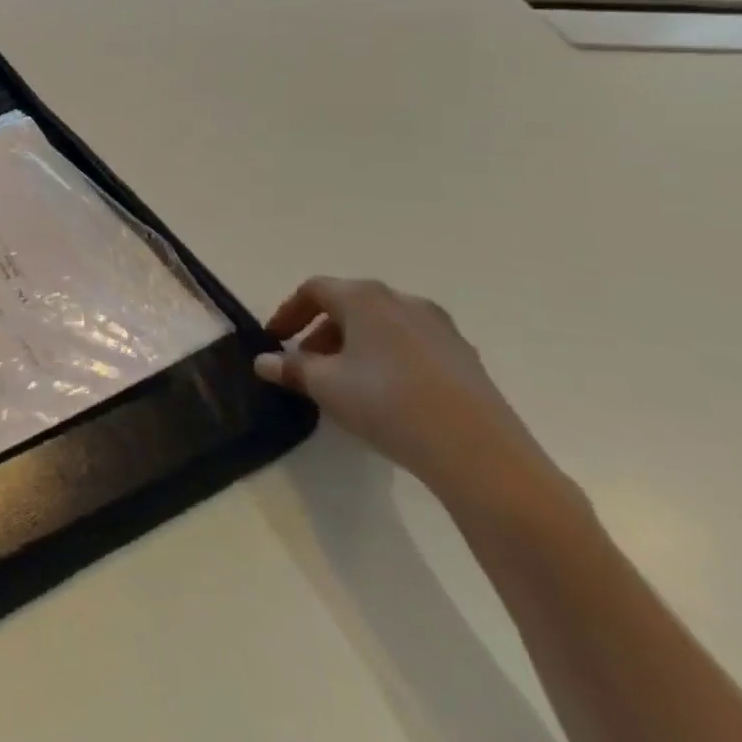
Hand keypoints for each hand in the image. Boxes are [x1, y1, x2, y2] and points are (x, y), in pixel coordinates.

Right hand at [256, 276, 566, 514]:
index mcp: (364, 297)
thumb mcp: (324, 385)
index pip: (314, 290)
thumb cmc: (385, 402)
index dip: (288, 312)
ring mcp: (441, 329)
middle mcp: (403, 301)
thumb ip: (290, 368)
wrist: (478, 452)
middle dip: (322, 332)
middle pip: (350, 305)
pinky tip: (386, 395)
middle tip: (307, 365)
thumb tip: (264, 362)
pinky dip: (388, 359)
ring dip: (355, 346)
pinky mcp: (465, 358)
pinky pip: (412, 347)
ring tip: (345, 382)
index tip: (275, 340)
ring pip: (383, 326)